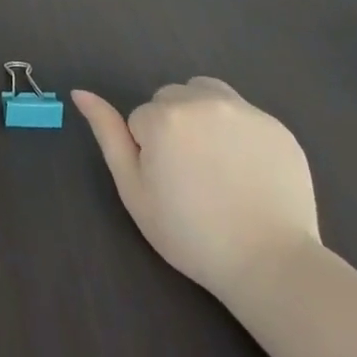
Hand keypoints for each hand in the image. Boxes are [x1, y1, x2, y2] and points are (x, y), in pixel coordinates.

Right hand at [74, 78, 319, 306]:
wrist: (270, 265)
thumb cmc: (191, 234)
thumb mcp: (134, 191)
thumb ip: (108, 134)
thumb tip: (80, 92)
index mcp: (164, 117)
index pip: (140, 119)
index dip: (149, 152)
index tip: (169, 185)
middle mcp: (202, 100)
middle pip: (172, 99)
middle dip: (173, 127)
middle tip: (191, 176)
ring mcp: (244, 110)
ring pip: (205, 94)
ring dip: (202, 117)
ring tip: (217, 163)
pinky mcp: (276, 125)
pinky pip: (243, 113)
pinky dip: (238, 133)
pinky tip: (247, 170)